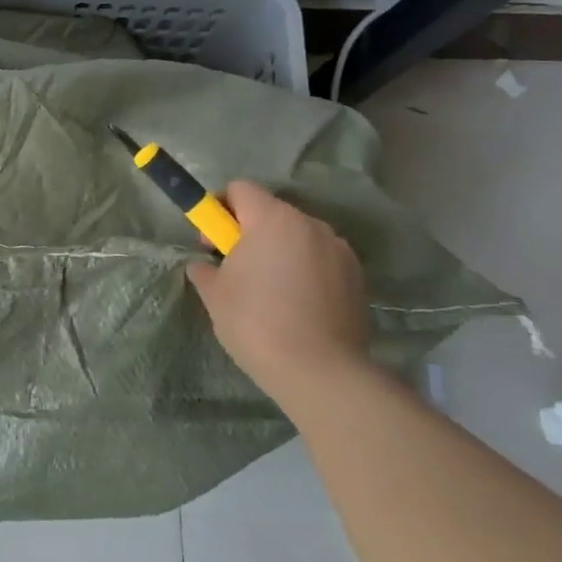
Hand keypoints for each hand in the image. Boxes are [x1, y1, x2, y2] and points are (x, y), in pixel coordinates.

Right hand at [186, 182, 371, 403]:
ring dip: (280, 252)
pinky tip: (297, 307)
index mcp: (272, 219)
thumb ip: (204, 270)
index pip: (241, 189)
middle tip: (236, 269)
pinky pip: (321, 261)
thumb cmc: (257, 323)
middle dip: (250, 233)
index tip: (212, 241)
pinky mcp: (357, 278)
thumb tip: (203, 265)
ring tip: (270, 292)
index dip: (220, 207)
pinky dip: (305, 272)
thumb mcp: (214, 295)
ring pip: (298, 238)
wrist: (321, 372)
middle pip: (271, 212)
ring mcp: (339, 250)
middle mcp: (310, 224)